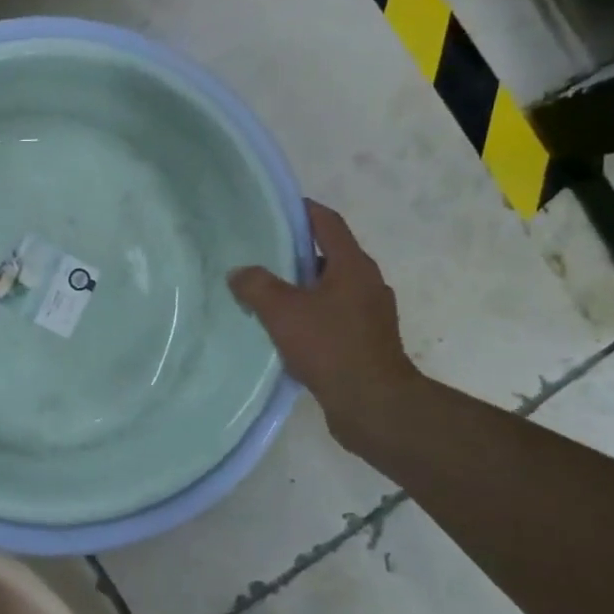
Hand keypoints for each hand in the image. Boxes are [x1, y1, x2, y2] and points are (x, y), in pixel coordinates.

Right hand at [228, 199, 423, 452]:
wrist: (374, 405)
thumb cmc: (330, 347)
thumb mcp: (282, 311)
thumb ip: (255, 285)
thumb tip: (239, 273)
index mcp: (353, 266)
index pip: (327, 222)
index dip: (303, 210)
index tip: (276, 208)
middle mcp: (367, 283)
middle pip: (329, 255)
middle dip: (296, 253)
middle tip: (261, 254)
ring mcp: (371, 314)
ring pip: (331, 288)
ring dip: (303, 287)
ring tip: (268, 294)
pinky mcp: (368, 341)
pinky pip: (335, 315)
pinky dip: (312, 313)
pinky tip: (287, 330)